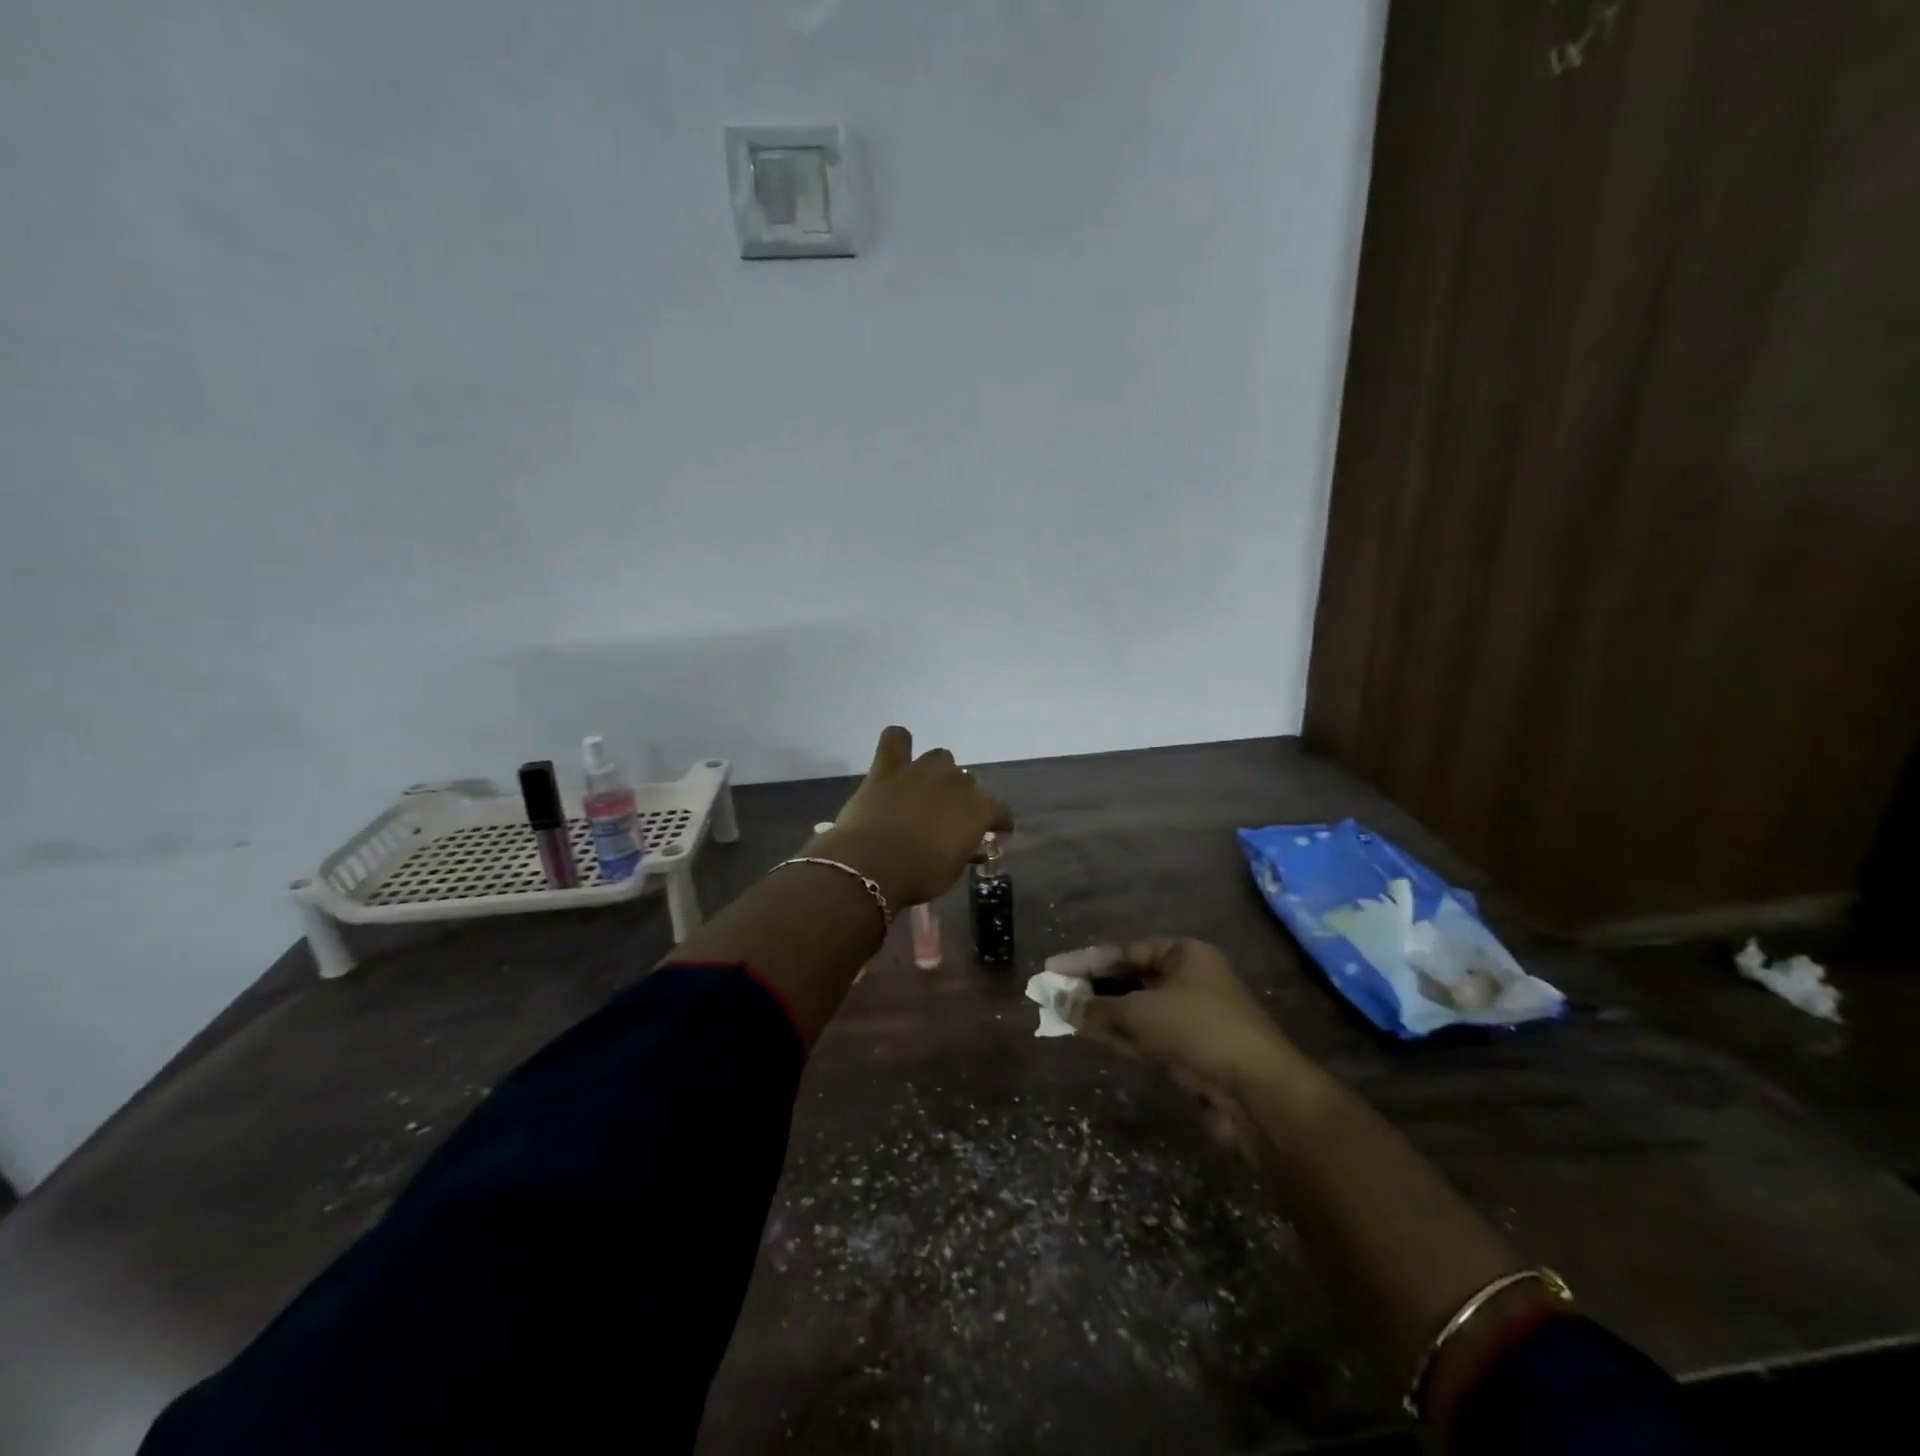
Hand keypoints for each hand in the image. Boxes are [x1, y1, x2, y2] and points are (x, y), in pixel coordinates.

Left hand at [814, 726, 1012, 907]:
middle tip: (948, 820)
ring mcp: (921, 770)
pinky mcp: (887, 768)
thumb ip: (964, 850)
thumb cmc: (918, 876)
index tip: (993, 836)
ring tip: (926, 791)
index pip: (1000, 811)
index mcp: (978, 808)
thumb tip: (967, 845)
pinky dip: (899, 744)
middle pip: (967, 783)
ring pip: (940, 758)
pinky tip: (897, 757)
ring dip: (937, 773)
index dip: (998, 824)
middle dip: (962, 800)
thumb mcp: (952, 871)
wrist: (871, 867)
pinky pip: (895, 739)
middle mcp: (955, 780)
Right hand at [1072, 939, 1300, 1098]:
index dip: (1085, 960)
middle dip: (1091, 988)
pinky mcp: (1190, 1052)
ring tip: (1061, 1014)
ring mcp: (1191, 1017)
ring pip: (1135, 1010)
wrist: (1257, 1093)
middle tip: (1052, 993)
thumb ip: (1095, 1008)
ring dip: (1102, 1014)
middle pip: (1129, 979)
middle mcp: (1189, 980)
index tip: (1051, 968)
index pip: (1125, 951)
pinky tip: (1088, 1035)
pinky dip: (1118, 1035)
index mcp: (1184, 954)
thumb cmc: (1197, 1031)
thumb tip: (1058, 1002)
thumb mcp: (1139, 1014)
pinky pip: (1145, 1036)